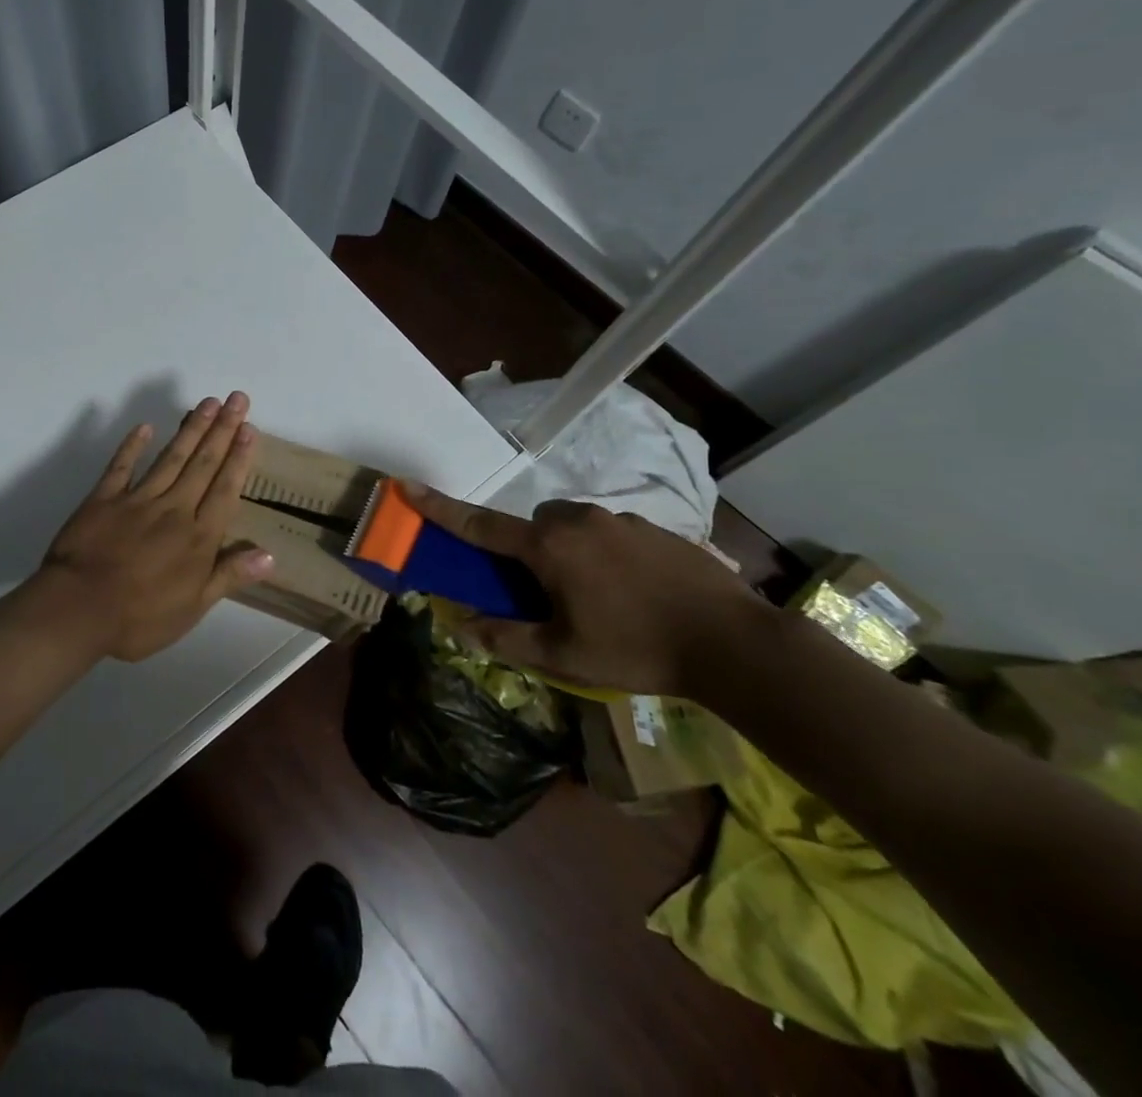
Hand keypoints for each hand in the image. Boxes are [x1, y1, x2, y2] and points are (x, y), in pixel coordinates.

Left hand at [37, 393, 274, 661]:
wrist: (78, 609)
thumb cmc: (140, 617)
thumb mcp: (193, 608)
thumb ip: (229, 575)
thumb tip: (270, 554)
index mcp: (198, 536)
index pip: (225, 489)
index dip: (238, 458)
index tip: (249, 428)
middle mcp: (174, 508)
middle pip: (203, 464)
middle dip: (222, 430)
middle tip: (236, 398)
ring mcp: (137, 499)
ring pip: (171, 457)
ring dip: (191, 429)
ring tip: (207, 403)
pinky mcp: (104, 498)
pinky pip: (121, 466)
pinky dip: (132, 445)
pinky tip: (145, 427)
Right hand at [402, 485, 769, 695]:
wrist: (734, 643)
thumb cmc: (637, 648)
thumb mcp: (564, 655)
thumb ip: (506, 637)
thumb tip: (461, 624)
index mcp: (549, 547)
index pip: (481, 525)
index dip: (440, 508)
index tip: (407, 486)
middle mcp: (579, 521)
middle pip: (533, 523)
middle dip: (528, 549)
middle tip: (545, 592)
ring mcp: (622, 520)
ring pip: (574, 525)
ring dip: (569, 550)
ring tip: (597, 597)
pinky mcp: (657, 529)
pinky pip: (611, 532)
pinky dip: (606, 553)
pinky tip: (634, 593)